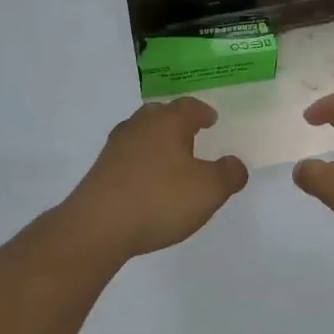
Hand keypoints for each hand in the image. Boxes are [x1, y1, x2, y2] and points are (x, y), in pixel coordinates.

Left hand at [63, 99, 248, 258]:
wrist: (98, 227)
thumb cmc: (160, 200)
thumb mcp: (209, 190)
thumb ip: (229, 174)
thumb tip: (235, 164)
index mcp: (168, 123)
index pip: (189, 106)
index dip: (203, 112)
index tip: (211, 120)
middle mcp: (139, 127)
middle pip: (159, 114)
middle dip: (175, 121)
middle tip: (190, 135)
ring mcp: (115, 148)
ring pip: (140, 134)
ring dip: (156, 142)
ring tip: (170, 160)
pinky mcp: (100, 171)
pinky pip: (127, 157)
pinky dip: (141, 162)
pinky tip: (148, 182)